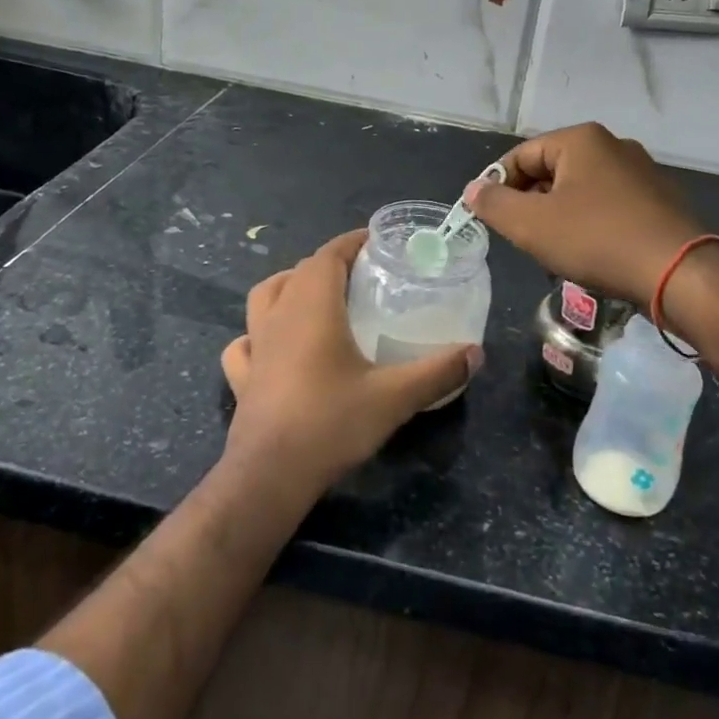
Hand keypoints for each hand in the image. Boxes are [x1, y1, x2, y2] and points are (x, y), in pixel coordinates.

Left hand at [220, 230, 481, 490]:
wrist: (270, 476)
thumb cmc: (331, 423)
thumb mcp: (394, 397)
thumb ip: (438, 372)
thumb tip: (476, 353)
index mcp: (313, 306)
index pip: (329, 254)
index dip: (352, 242)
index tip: (376, 242)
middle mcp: (280, 315)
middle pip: (301, 270)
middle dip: (330, 263)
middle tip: (362, 275)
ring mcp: (255, 345)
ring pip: (265, 296)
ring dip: (289, 286)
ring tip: (315, 299)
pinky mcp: (242, 376)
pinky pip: (244, 342)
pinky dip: (257, 334)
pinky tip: (272, 347)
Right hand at [467, 123, 701, 308]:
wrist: (679, 273)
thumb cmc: (597, 240)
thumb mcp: (531, 225)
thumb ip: (494, 204)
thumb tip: (474, 189)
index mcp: (582, 139)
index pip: (522, 155)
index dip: (498, 185)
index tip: (488, 218)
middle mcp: (613, 146)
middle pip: (552, 171)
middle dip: (531, 204)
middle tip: (521, 238)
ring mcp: (642, 172)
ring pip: (580, 191)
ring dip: (559, 217)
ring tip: (553, 252)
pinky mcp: (660, 200)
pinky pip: (609, 206)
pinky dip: (590, 225)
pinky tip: (590, 255)